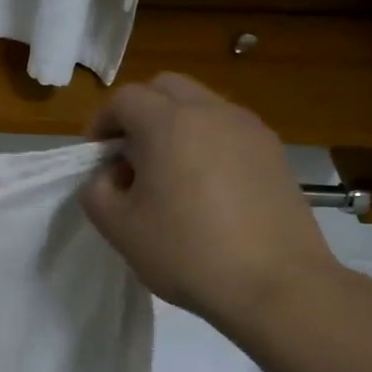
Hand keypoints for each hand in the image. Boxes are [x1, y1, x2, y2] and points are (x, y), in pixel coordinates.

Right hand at [80, 73, 341, 323]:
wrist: (275, 284)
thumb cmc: (187, 253)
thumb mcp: (119, 228)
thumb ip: (96, 190)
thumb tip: (110, 174)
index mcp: (168, 123)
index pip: (124, 99)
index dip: (101, 122)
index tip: (96, 156)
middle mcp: (211, 111)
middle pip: (165, 88)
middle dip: (139, 112)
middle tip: (129, 155)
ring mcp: (249, 129)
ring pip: (201, 105)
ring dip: (175, 125)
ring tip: (169, 174)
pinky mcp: (274, 153)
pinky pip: (229, 130)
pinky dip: (207, 142)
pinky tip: (206, 188)